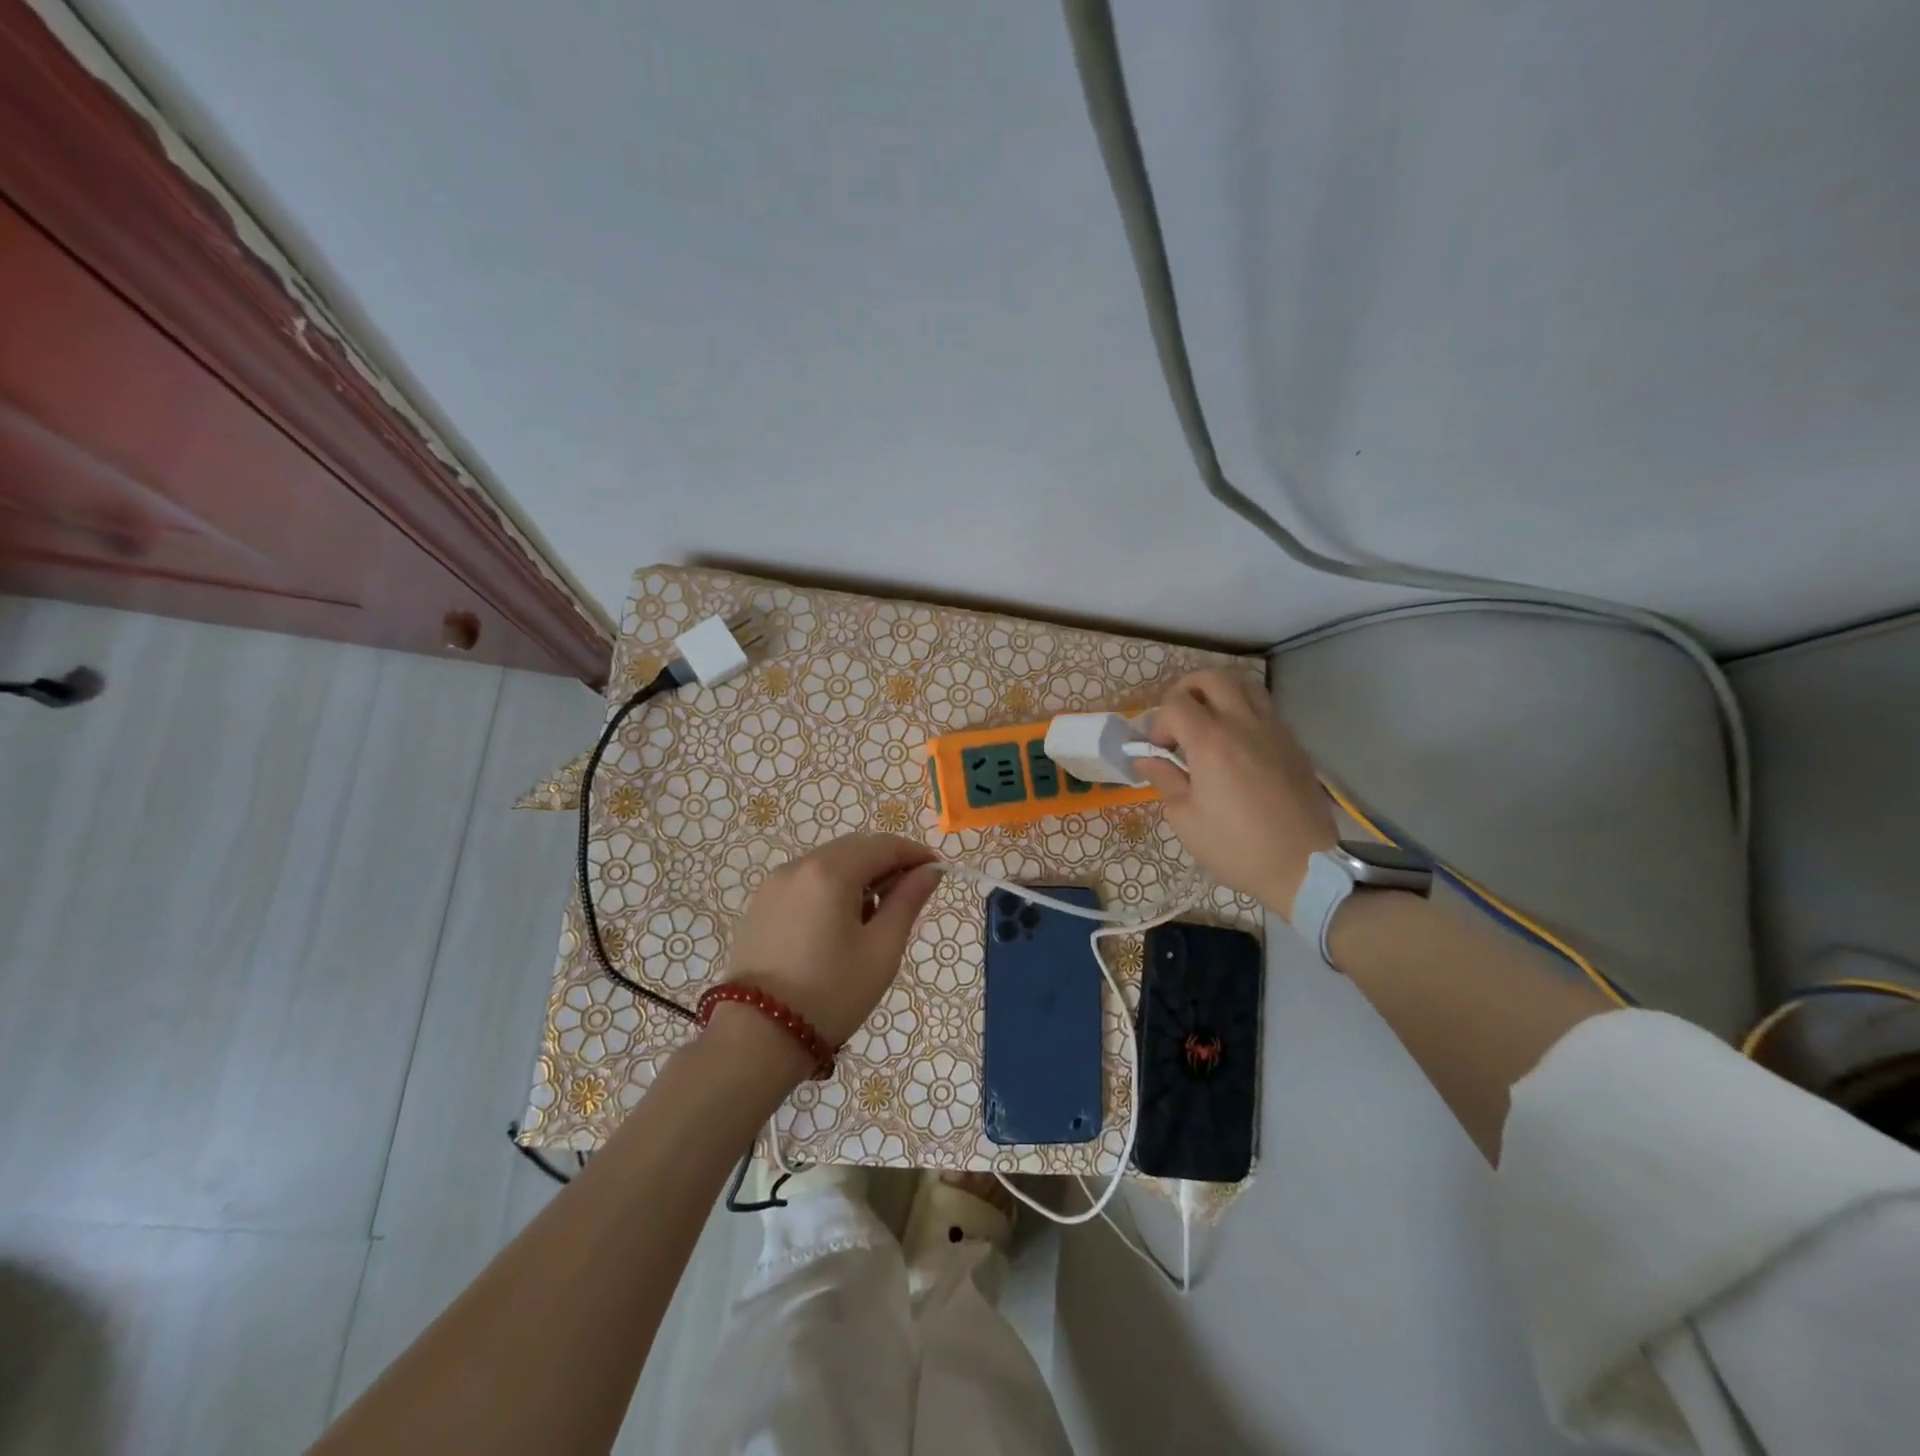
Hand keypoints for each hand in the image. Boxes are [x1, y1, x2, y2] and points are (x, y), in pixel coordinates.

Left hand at [725, 833, 942, 1046]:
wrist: (758, 1037)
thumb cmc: (832, 993)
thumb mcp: (882, 949)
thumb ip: (908, 901)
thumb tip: (930, 871)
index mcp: (831, 872)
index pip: (883, 845)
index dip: (914, 853)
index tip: (937, 871)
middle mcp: (799, 866)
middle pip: (853, 848)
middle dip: (886, 862)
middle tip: (909, 893)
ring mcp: (774, 884)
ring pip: (828, 862)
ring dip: (858, 874)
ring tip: (875, 913)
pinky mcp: (760, 905)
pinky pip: (805, 881)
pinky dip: (830, 887)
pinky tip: (839, 922)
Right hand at [1134, 670, 1336, 916]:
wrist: (1304, 866)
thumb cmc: (1236, 847)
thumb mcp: (1186, 819)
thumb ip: (1164, 780)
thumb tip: (1147, 759)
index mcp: (1211, 742)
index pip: (1175, 703)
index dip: (1159, 722)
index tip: (1161, 751)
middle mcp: (1243, 724)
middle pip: (1212, 678)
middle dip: (1187, 691)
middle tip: (1179, 721)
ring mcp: (1274, 729)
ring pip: (1245, 684)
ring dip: (1219, 693)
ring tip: (1209, 722)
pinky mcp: (1293, 743)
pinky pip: (1265, 708)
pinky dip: (1244, 710)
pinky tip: (1238, 743)